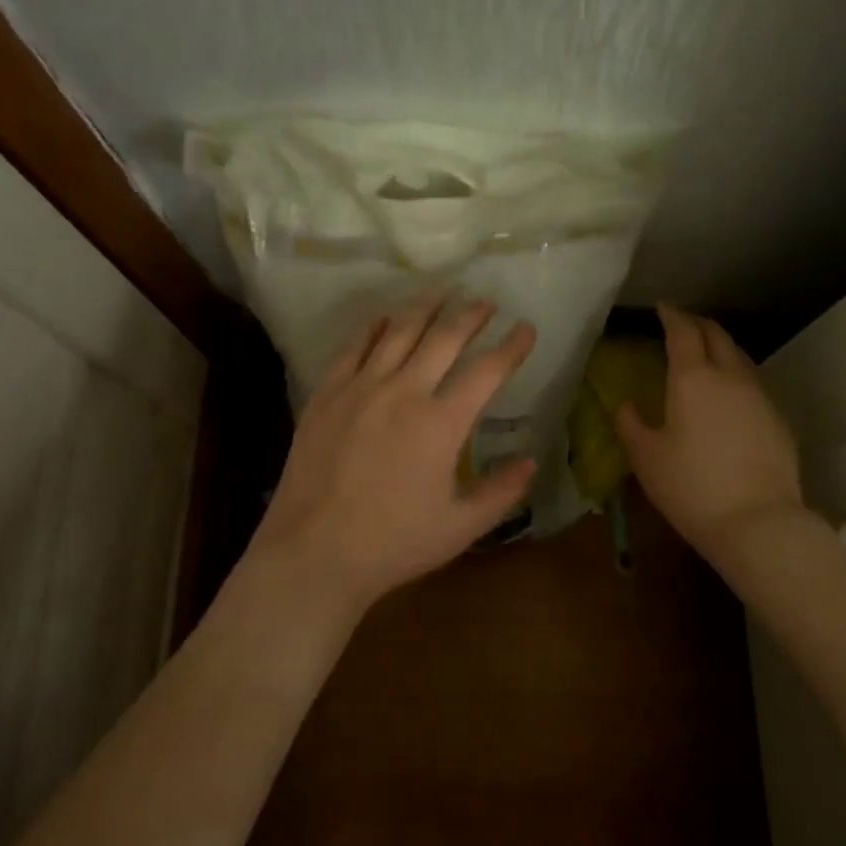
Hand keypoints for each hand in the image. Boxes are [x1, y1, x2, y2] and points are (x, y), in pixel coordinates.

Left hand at [248, 294, 537, 613]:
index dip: (512, 346)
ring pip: (398, 332)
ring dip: (425, 308)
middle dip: (471, 315)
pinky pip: (353, 347)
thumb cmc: (393, 544)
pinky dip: (373, 327)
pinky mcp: (327, 394)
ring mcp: (360, 388)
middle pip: (444, 337)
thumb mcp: (459, 527)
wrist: (314, 552)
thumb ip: (501, 493)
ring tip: (442, 293)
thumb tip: (531, 462)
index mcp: (442, 423)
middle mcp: (404, 391)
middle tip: (486, 302)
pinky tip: (384, 318)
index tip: (526, 328)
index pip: (487, 371)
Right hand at [616, 304, 807, 556]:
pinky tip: (729, 394)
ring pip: (740, 357)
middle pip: (717, 335)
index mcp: (693, 379)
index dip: (671, 315)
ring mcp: (760, 397)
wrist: (758, 522)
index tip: (662, 307)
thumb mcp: (646, 458)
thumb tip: (624, 405)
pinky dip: (736, 375)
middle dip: (698, 324)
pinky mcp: (778, 419)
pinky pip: (753, 383)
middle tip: (682, 324)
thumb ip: (630, 424)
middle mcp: (730, 377)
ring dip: (721, 347)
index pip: (683, 332)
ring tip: (706, 354)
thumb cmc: (691, 486)